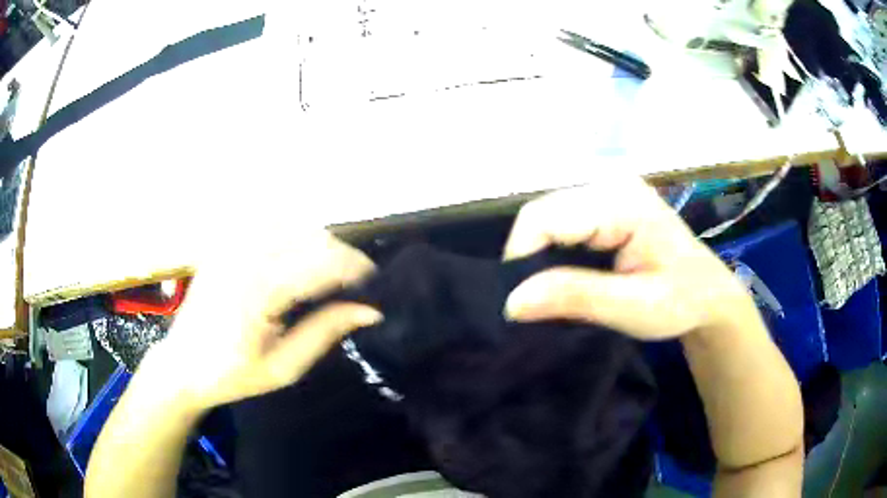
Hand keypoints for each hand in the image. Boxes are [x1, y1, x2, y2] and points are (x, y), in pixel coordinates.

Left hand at [147, 230, 381, 412]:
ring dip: (320, 244)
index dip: (356, 269)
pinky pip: (270, 223)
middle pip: (312, 236)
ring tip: (329, 275)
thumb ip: (325, 332)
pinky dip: (294, 235)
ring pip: (295, 224)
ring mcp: (232, 243)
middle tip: (355, 286)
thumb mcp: (284, 367)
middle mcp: (245, 255)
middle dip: (342, 256)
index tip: (375, 286)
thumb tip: (371, 310)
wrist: (183, 364)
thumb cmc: (232, 375)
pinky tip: (298, 258)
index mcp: (259, 290)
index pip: (322, 262)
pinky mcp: (225, 242)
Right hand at [503, 176, 747, 339]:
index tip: (522, 304)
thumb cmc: (682, 301)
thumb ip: (575, 297)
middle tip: (538, 303)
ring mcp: (607, 190)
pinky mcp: (605, 203)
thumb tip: (512, 301)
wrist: (709, 294)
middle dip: (529, 259)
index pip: (544, 217)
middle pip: (541, 213)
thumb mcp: (633, 306)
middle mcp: (609, 183)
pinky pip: (560, 222)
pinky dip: (553, 251)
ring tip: (550, 292)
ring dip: (539, 256)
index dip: (521, 258)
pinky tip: (565, 275)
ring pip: (546, 218)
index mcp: (621, 201)